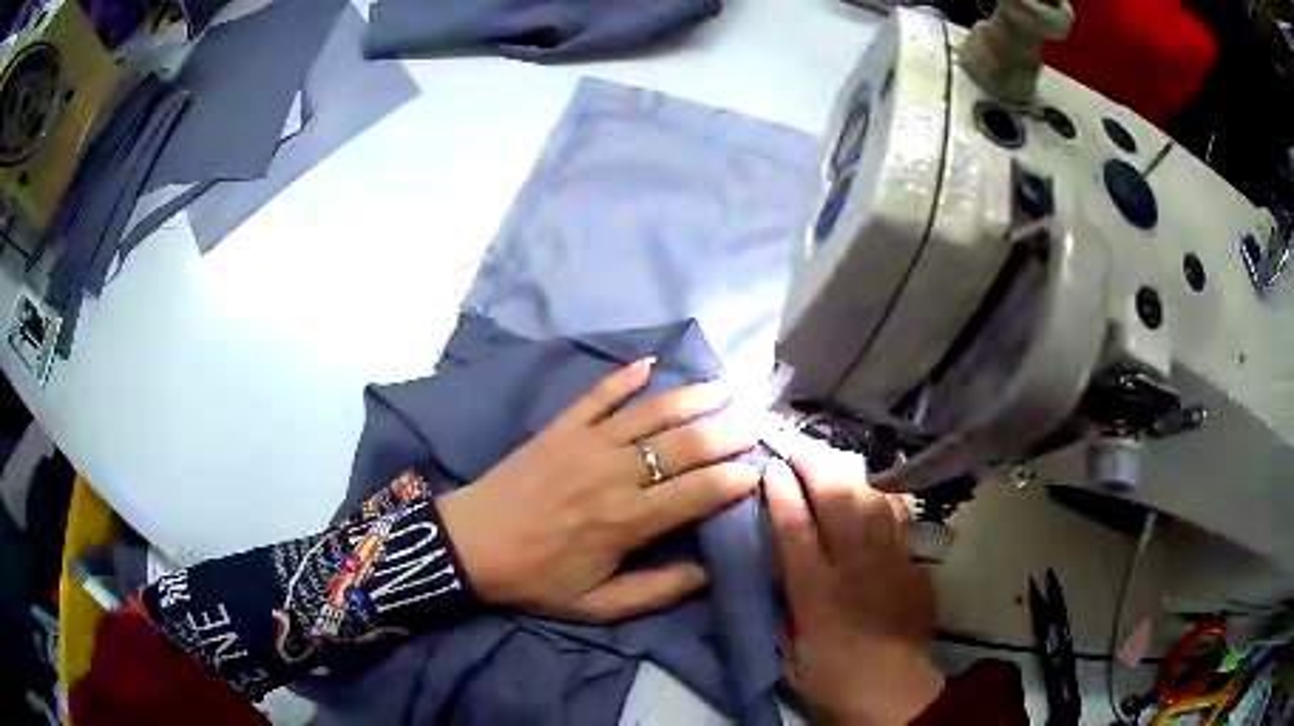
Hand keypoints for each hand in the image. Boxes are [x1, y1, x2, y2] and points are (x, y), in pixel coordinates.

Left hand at [437, 358, 758, 622]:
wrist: (471, 544)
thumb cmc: (536, 578)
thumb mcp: (597, 605)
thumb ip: (656, 591)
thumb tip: (709, 573)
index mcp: (628, 519)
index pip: (697, 492)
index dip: (733, 479)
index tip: (758, 468)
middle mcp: (616, 473)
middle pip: (684, 445)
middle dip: (726, 433)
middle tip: (755, 422)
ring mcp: (587, 442)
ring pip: (651, 412)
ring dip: (691, 397)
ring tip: (723, 387)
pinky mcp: (561, 427)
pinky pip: (598, 394)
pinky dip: (623, 376)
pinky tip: (648, 362)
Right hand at [764, 443, 943, 724]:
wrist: (894, 688)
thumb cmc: (831, 676)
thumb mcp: (787, 653)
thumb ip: (781, 609)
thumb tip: (776, 573)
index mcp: (816, 595)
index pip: (795, 531)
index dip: (782, 494)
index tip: (771, 467)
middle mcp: (855, 569)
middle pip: (837, 503)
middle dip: (816, 467)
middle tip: (798, 447)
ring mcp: (889, 561)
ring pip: (871, 502)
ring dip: (848, 474)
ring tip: (831, 459)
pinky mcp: (912, 563)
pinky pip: (896, 518)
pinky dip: (881, 497)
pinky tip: (871, 486)